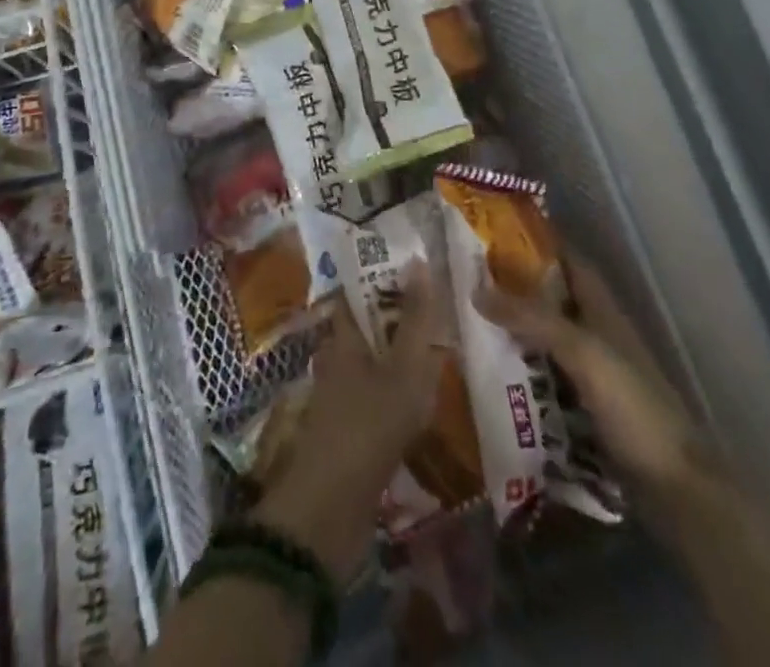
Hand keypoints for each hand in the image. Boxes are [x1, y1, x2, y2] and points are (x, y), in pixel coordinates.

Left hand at [250, 263, 448, 587]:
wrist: (329, 511)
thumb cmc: (367, 427)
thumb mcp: (403, 370)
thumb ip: (415, 319)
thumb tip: (418, 260)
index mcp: (342, 337)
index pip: (357, 291)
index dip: (381, 274)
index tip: (413, 264)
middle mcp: (337, 359)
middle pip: (368, 326)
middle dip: (398, 314)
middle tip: (439, 305)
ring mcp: (341, 397)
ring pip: (374, 361)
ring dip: (401, 354)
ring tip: (440, 346)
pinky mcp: (350, 431)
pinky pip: (379, 396)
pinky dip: (400, 390)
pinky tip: (426, 397)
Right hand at [475, 253, 698, 500]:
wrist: (675, 487)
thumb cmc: (633, 406)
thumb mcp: (582, 353)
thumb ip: (533, 319)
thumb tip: (476, 290)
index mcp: (602, 309)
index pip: (568, 260)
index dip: (538, 242)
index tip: (494, 233)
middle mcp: (596, 333)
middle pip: (551, 300)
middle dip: (514, 289)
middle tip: (466, 281)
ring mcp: (592, 374)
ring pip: (545, 340)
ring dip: (514, 332)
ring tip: (467, 324)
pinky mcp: (585, 411)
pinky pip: (544, 379)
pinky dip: (520, 374)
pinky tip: (489, 377)